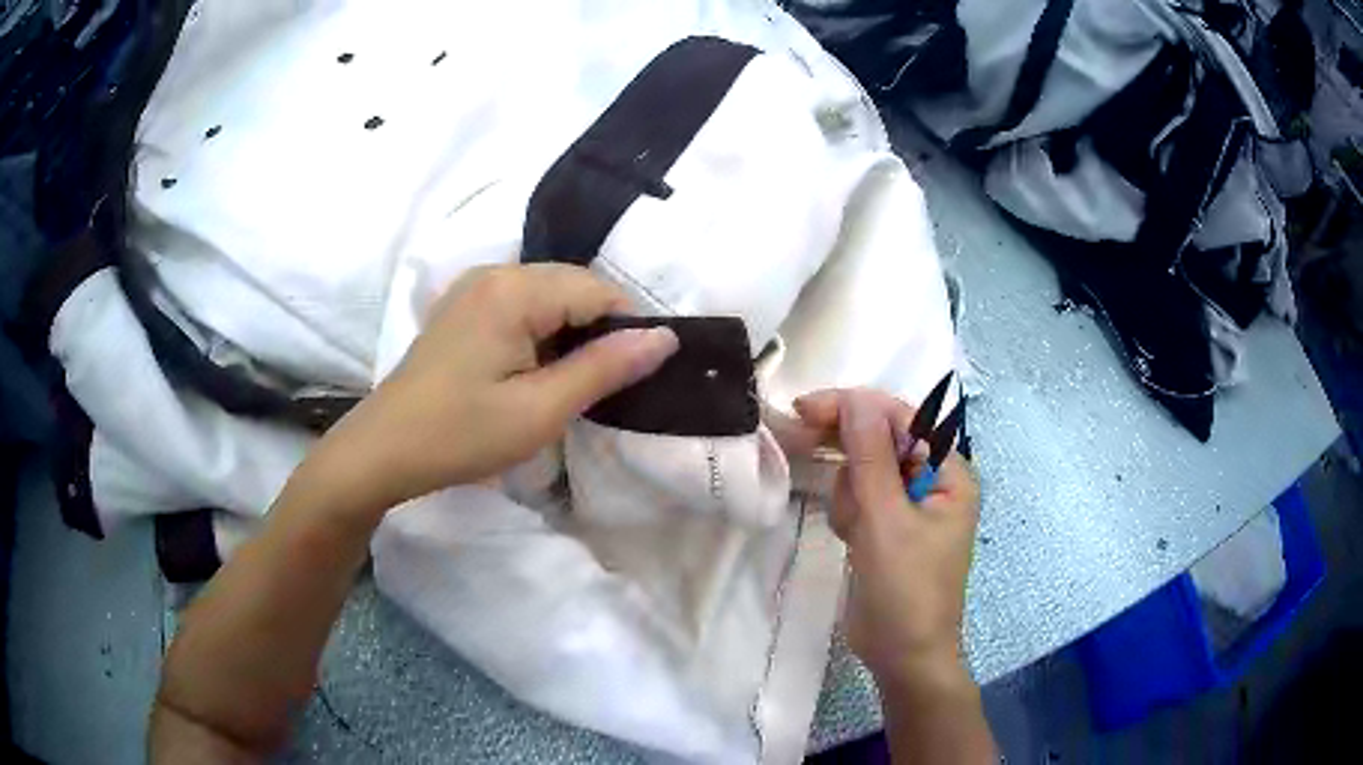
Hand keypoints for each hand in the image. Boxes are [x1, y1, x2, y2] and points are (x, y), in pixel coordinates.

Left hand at [314, 264, 678, 513]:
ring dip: (569, 334)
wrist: (383, 450)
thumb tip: (665, 337)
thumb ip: (604, 368)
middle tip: (601, 388)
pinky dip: (541, 333)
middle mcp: (494, 272)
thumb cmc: (460, 435)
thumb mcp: (540, 410)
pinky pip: (521, 306)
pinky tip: (533, 372)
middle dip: (597, 331)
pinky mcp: (463, 307)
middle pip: (573, 286)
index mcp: (513, 289)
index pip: (598, 290)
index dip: (626, 330)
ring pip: (549, 296)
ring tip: (568, 385)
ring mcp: (474, 287)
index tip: (632, 379)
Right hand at [791, 389, 979, 684]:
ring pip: (864, 470)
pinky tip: (851, 539)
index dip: (856, 407)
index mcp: (950, 473)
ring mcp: (909, 506)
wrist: (902, 657)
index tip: (806, 408)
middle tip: (798, 434)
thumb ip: (870, 457)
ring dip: (849, 490)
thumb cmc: (906, 589)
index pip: (902, 419)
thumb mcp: (887, 520)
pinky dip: (849, 512)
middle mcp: (933, 481)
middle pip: (882, 440)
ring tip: (853, 528)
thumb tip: (855, 398)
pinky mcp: (887, 528)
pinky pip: (859, 499)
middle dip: (846, 445)